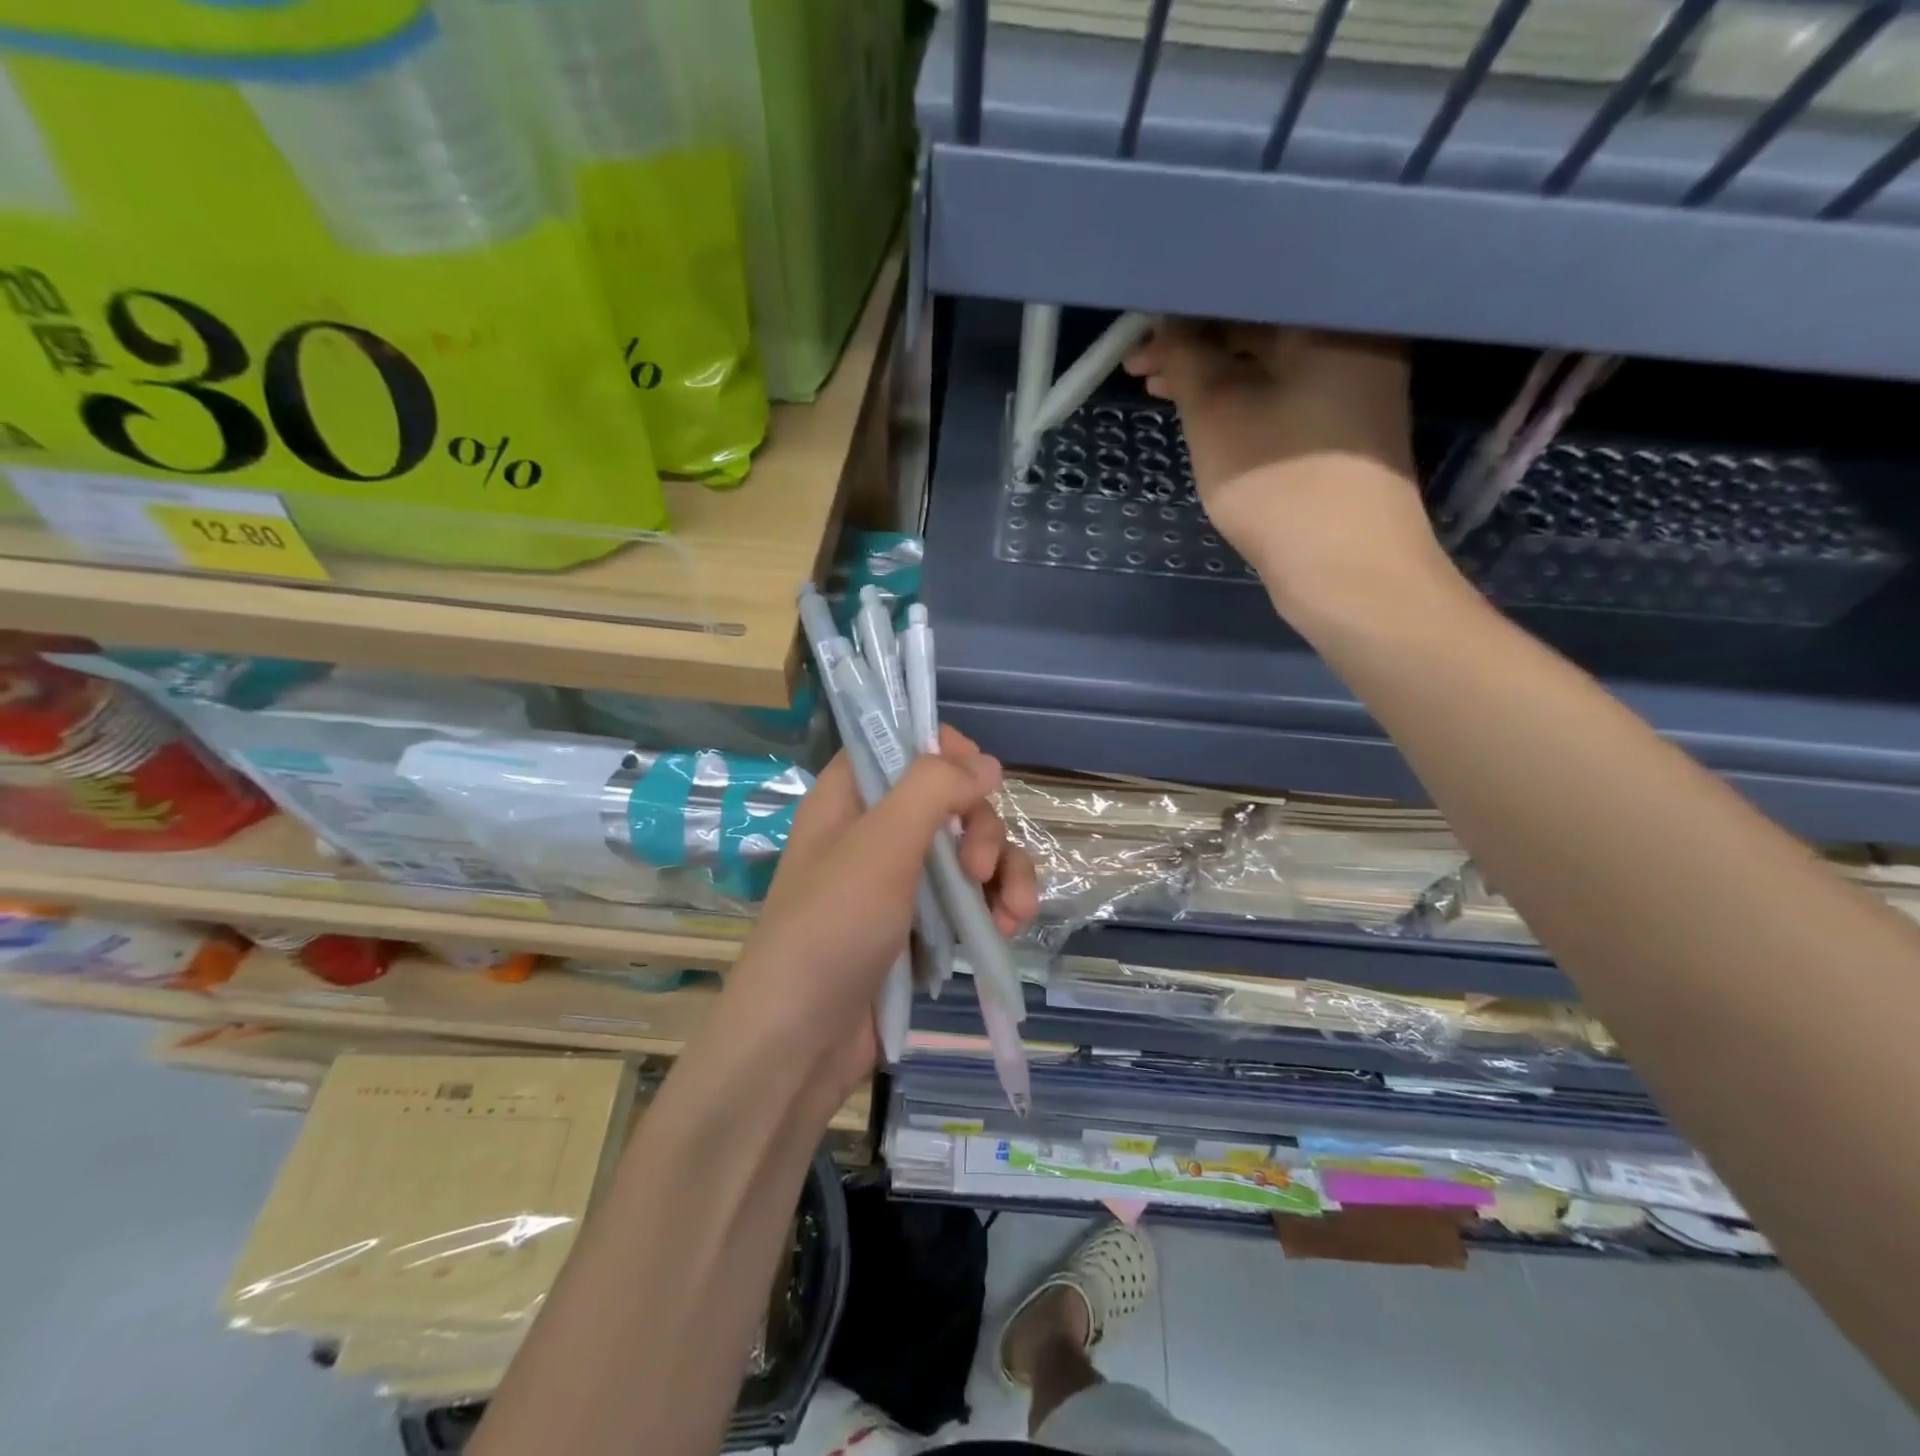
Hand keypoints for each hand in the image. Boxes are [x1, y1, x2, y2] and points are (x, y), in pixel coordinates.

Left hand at [721, 726, 1040, 1110]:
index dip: (943, 750)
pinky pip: (970, 898)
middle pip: (950, 801)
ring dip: (1004, 873)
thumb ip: (932, 789)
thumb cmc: (831, 929)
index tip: (978, 775)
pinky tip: (1007, 929)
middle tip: (979, 869)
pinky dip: (995, 907)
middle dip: (982, 829)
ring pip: (969, 851)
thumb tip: (986, 763)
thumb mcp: (879, 846)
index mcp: (849, 799)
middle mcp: (875, 833)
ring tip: (1015, 912)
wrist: (801, 1044)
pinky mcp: (921, 927)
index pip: (898, 745)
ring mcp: (900, 883)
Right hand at [1123, 321, 1449, 624]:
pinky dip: (1238, 396)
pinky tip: (1201, 411)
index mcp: (1331, 318)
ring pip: (1266, 360)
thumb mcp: (1216, 414)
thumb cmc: (1279, 483)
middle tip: (1138, 364)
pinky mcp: (1343, 426)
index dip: (1185, 306)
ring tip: (1155, 388)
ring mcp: (1353, 384)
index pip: (1247, 287)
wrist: (1347, 568)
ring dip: (1210, 373)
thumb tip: (1166, 319)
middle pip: (1259, 322)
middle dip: (1194, 342)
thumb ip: (1187, 357)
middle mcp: (1353, 338)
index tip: (1139, 328)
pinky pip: (1280, 390)